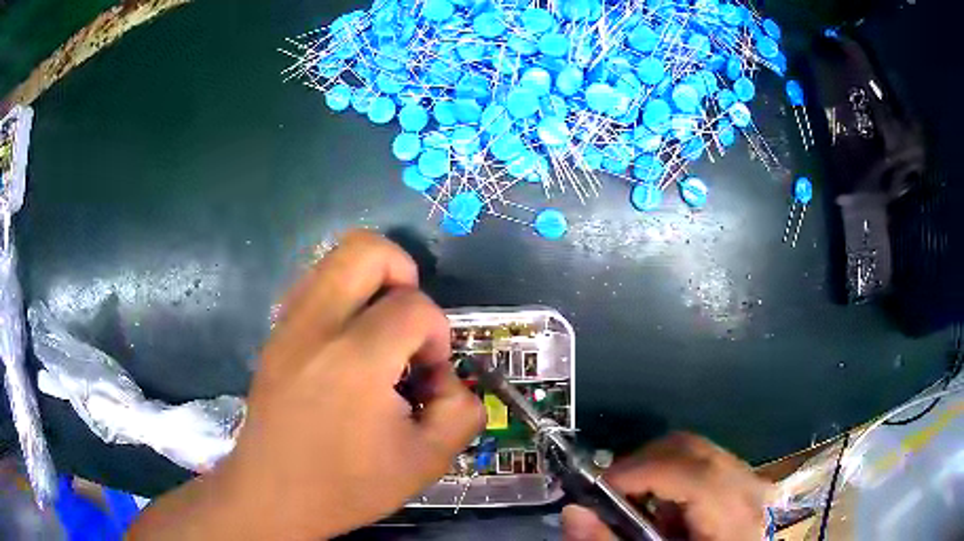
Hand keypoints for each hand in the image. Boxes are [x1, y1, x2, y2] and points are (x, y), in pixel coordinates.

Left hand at [129, 230, 485, 539]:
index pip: (415, 306)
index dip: (438, 334)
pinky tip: (348, 347)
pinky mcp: (275, 333)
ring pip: (334, 259)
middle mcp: (315, 326)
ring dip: (371, 284)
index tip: (428, 375)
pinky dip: (343, 298)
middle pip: (366, 249)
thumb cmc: (348, 486)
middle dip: (403, 273)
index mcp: (356, 361)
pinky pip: (314, 285)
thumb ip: (462, 410)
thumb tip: (449, 376)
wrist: (274, 495)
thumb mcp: (427, 461)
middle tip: (408, 324)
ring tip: (379, 334)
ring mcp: (287, 324)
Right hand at [562, 433, 770, 540]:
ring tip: (635, 503)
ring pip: (696, 449)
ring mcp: (751, 480)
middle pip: (690, 449)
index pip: (688, 472)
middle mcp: (749, 487)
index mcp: (733, 515)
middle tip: (607, 493)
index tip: (595, 487)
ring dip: (655, 469)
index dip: (638, 472)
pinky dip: (674, 475)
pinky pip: (705, 460)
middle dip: (640, 464)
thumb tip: (574, 513)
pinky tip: (664, 508)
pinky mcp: (746, 480)